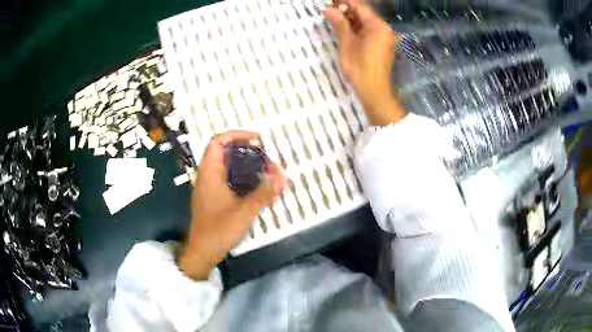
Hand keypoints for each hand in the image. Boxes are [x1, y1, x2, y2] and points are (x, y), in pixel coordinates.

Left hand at [177, 131, 284, 279]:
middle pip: (223, 152)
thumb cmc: (218, 230)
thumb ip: (263, 194)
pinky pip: (226, 179)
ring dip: (243, 164)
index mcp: (210, 173)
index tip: (256, 139)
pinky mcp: (212, 197)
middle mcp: (207, 176)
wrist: (202, 251)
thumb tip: (282, 176)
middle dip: (244, 150)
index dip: (236, 135)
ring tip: (263, 168)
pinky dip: (240, 176)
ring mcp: (208, 187)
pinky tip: (254, 185)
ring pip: (225, 166)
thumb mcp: (244, 212)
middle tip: (265, 155)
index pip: (218, 142)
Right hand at [324, 0, 405, 125]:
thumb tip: (329, 10)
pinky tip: (343, 28)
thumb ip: (339, 24)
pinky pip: (368, 31)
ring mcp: (383, 37)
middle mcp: (384, 29)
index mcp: (378, 26)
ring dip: (350, 19)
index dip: (345, 2)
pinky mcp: (381, 44)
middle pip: (363, 13)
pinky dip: (356, 28)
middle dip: (346, 9)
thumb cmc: (360, 68)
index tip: (331, 1)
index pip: (360, 6)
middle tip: (329, 9)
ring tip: (332, 17)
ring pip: (365, 22)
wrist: (374, 91)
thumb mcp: (347, 43)